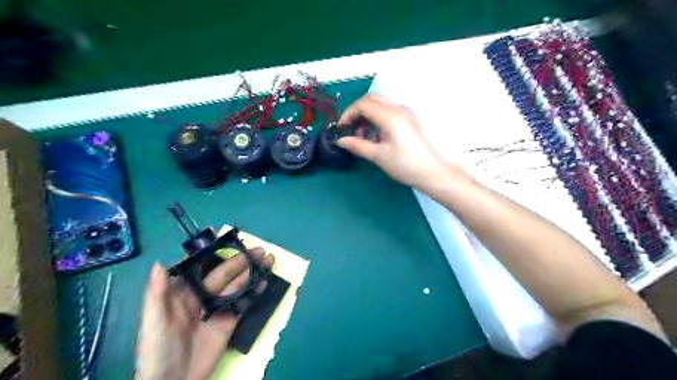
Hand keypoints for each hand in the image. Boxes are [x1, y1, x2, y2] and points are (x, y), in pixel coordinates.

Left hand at [136, 248, 272, 379]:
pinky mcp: (229, 321)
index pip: (200, 267)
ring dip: (252, 272)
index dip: (214, 252)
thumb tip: (159, 263)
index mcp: (183, 292)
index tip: (228, 238)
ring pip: (237, 285)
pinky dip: (254, 292)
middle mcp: (202, 296)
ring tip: (267, 260)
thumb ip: (157, 293)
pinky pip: (243, 303)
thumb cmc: (157, 351)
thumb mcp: (153, 322)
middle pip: (225, 274)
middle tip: (259, 250)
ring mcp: (218, 308)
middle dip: (241, 261)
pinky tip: (264, 283)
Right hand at [337, 93, 448, 188]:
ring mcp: (405, 113)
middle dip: (357, 112)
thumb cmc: (404, 165)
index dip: (348, 114)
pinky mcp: (408, 120)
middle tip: (350, 129)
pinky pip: (388, 112)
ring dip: (367, 116)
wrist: (431, 172)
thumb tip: (340, 141)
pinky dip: (377, 119)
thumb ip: (357, 145)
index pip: (363, 105)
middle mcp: (398, 109)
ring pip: (380, 105)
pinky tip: (375, 137)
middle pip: (371, 99)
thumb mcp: (378, 156)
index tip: (341, 128)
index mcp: (390, 116)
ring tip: (362, 137)